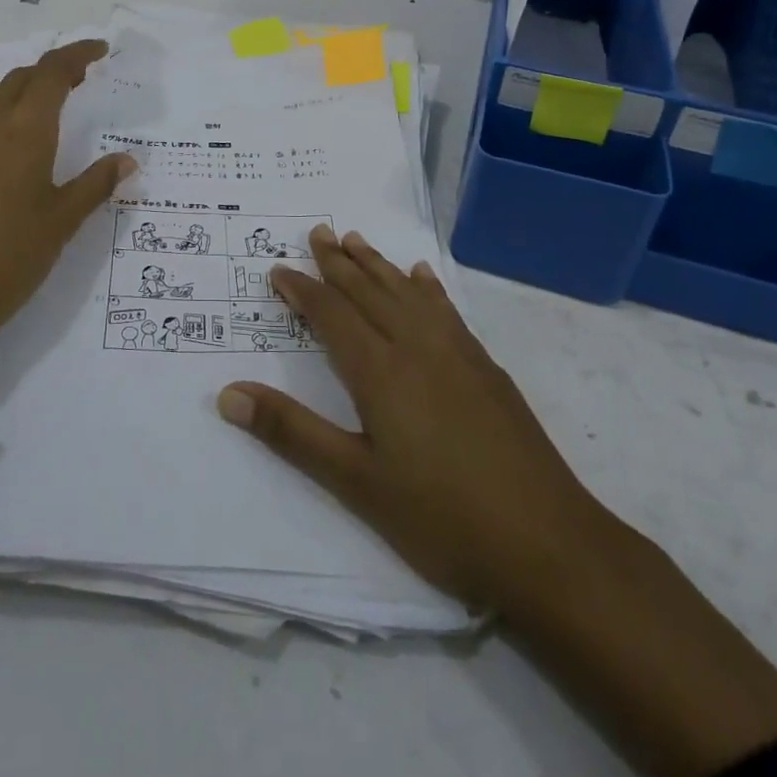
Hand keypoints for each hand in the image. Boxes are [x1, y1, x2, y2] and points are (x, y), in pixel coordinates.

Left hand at [0, 39, 133, 370]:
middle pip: (21, 76)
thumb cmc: (11, 256)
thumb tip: (128, 159)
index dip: (78, 54)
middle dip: (53, 70)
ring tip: (42, 105)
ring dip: (19, 87)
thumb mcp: (63, 220)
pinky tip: (0, 139)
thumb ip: (96, 183)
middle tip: (82, 80)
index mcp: (24, 129)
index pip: (53, 72)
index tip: (101, 50)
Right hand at [215, 224, 603, 611]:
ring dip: (378, 265)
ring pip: (407, 292)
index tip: (278, 270)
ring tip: (357, 240)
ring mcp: (457, 353)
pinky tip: (422, 278)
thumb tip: (228, 393)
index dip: (302, 290)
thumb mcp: (355, 482)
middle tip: (318, 232)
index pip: (331, 314)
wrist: (548, 544)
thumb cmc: (440, 517)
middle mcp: (416, 346)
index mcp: (380, 370)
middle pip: (369, 290)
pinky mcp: (486, 368)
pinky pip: (446, 309)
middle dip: (339, 261)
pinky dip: (426, 288)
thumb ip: (291, 432)